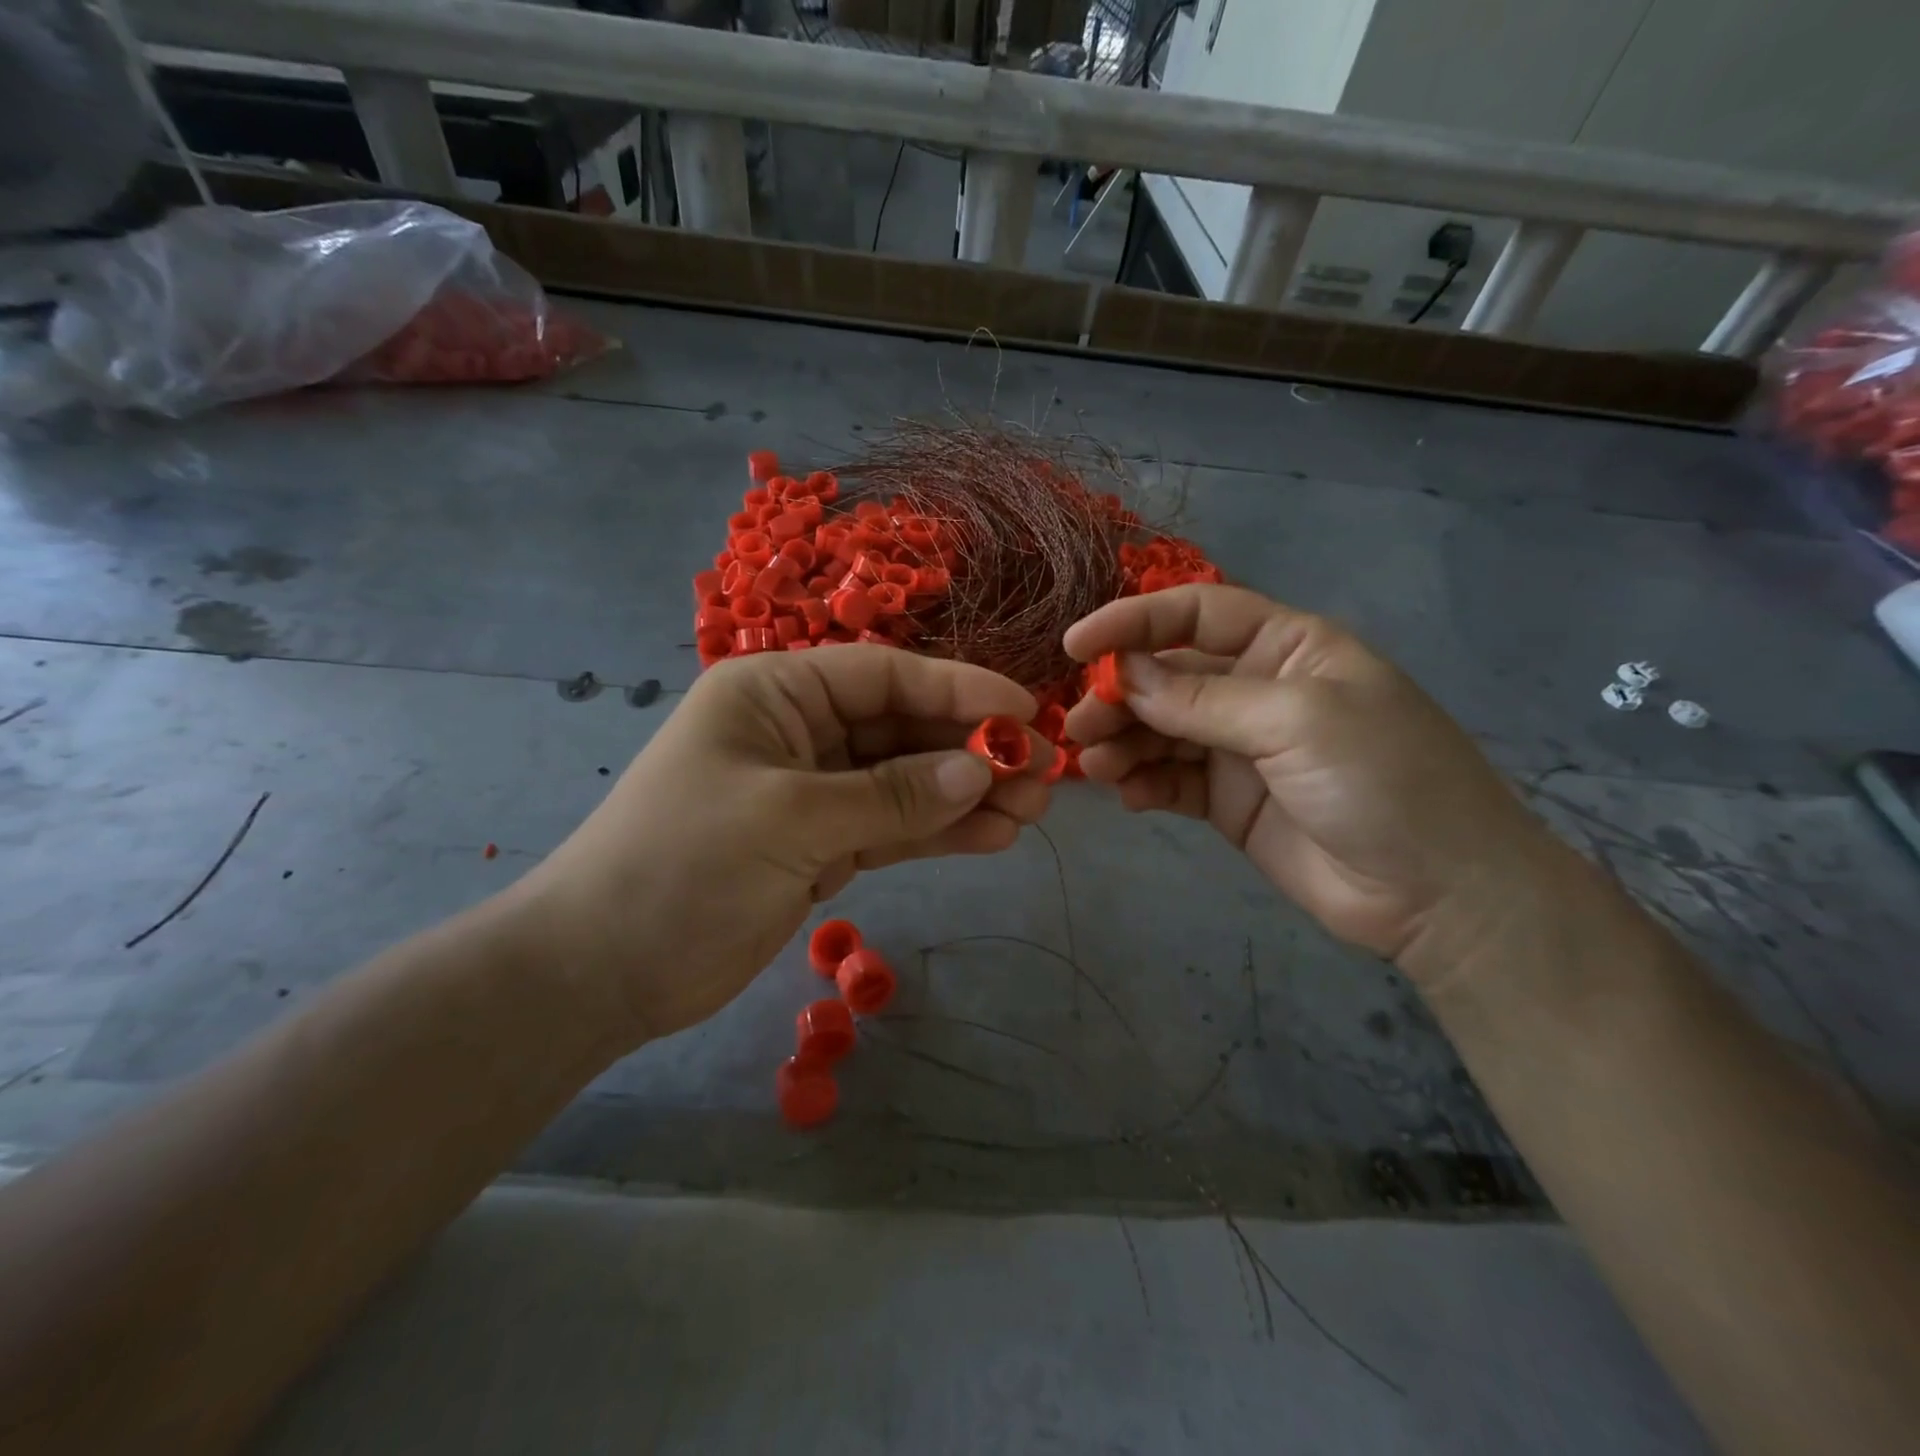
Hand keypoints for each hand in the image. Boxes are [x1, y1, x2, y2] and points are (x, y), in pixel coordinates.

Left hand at [514, 645, 1050, 1042]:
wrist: (603, 969)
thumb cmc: (681, 866)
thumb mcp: (789, 819)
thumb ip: (890, 795)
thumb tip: (981, 769)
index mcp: (775, 693)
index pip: (884, 675)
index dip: (958, 690)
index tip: (1023, 712)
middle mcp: (798, 731)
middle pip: (902, 729)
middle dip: (971, 751)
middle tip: (1043, 773)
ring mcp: (811, 791)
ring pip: (904, 783)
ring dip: (965, 795)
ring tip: (1031, 811)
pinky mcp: (818, 845)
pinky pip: (890, 829)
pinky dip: (937, 833)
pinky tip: (991, 837)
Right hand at [1064, 586, 1557, 968]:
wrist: (1440, 895)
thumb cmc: (1384, 780)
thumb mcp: (1296, 721)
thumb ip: (1202, 699)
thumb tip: (1124, 674)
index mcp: (1286, 646)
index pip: (1196, 614)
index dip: (1133, 621)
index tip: (1075, 644)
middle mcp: (1257, 689)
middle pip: (1168, 676)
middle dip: (1120, 694)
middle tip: (1078, 724)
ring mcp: (1241, 748)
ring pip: (1160, 730)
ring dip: (1122, 741)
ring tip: (1095, 764)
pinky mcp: (1229, 801)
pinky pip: (1171, 780)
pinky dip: (1143, 783)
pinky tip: (1129, 796)